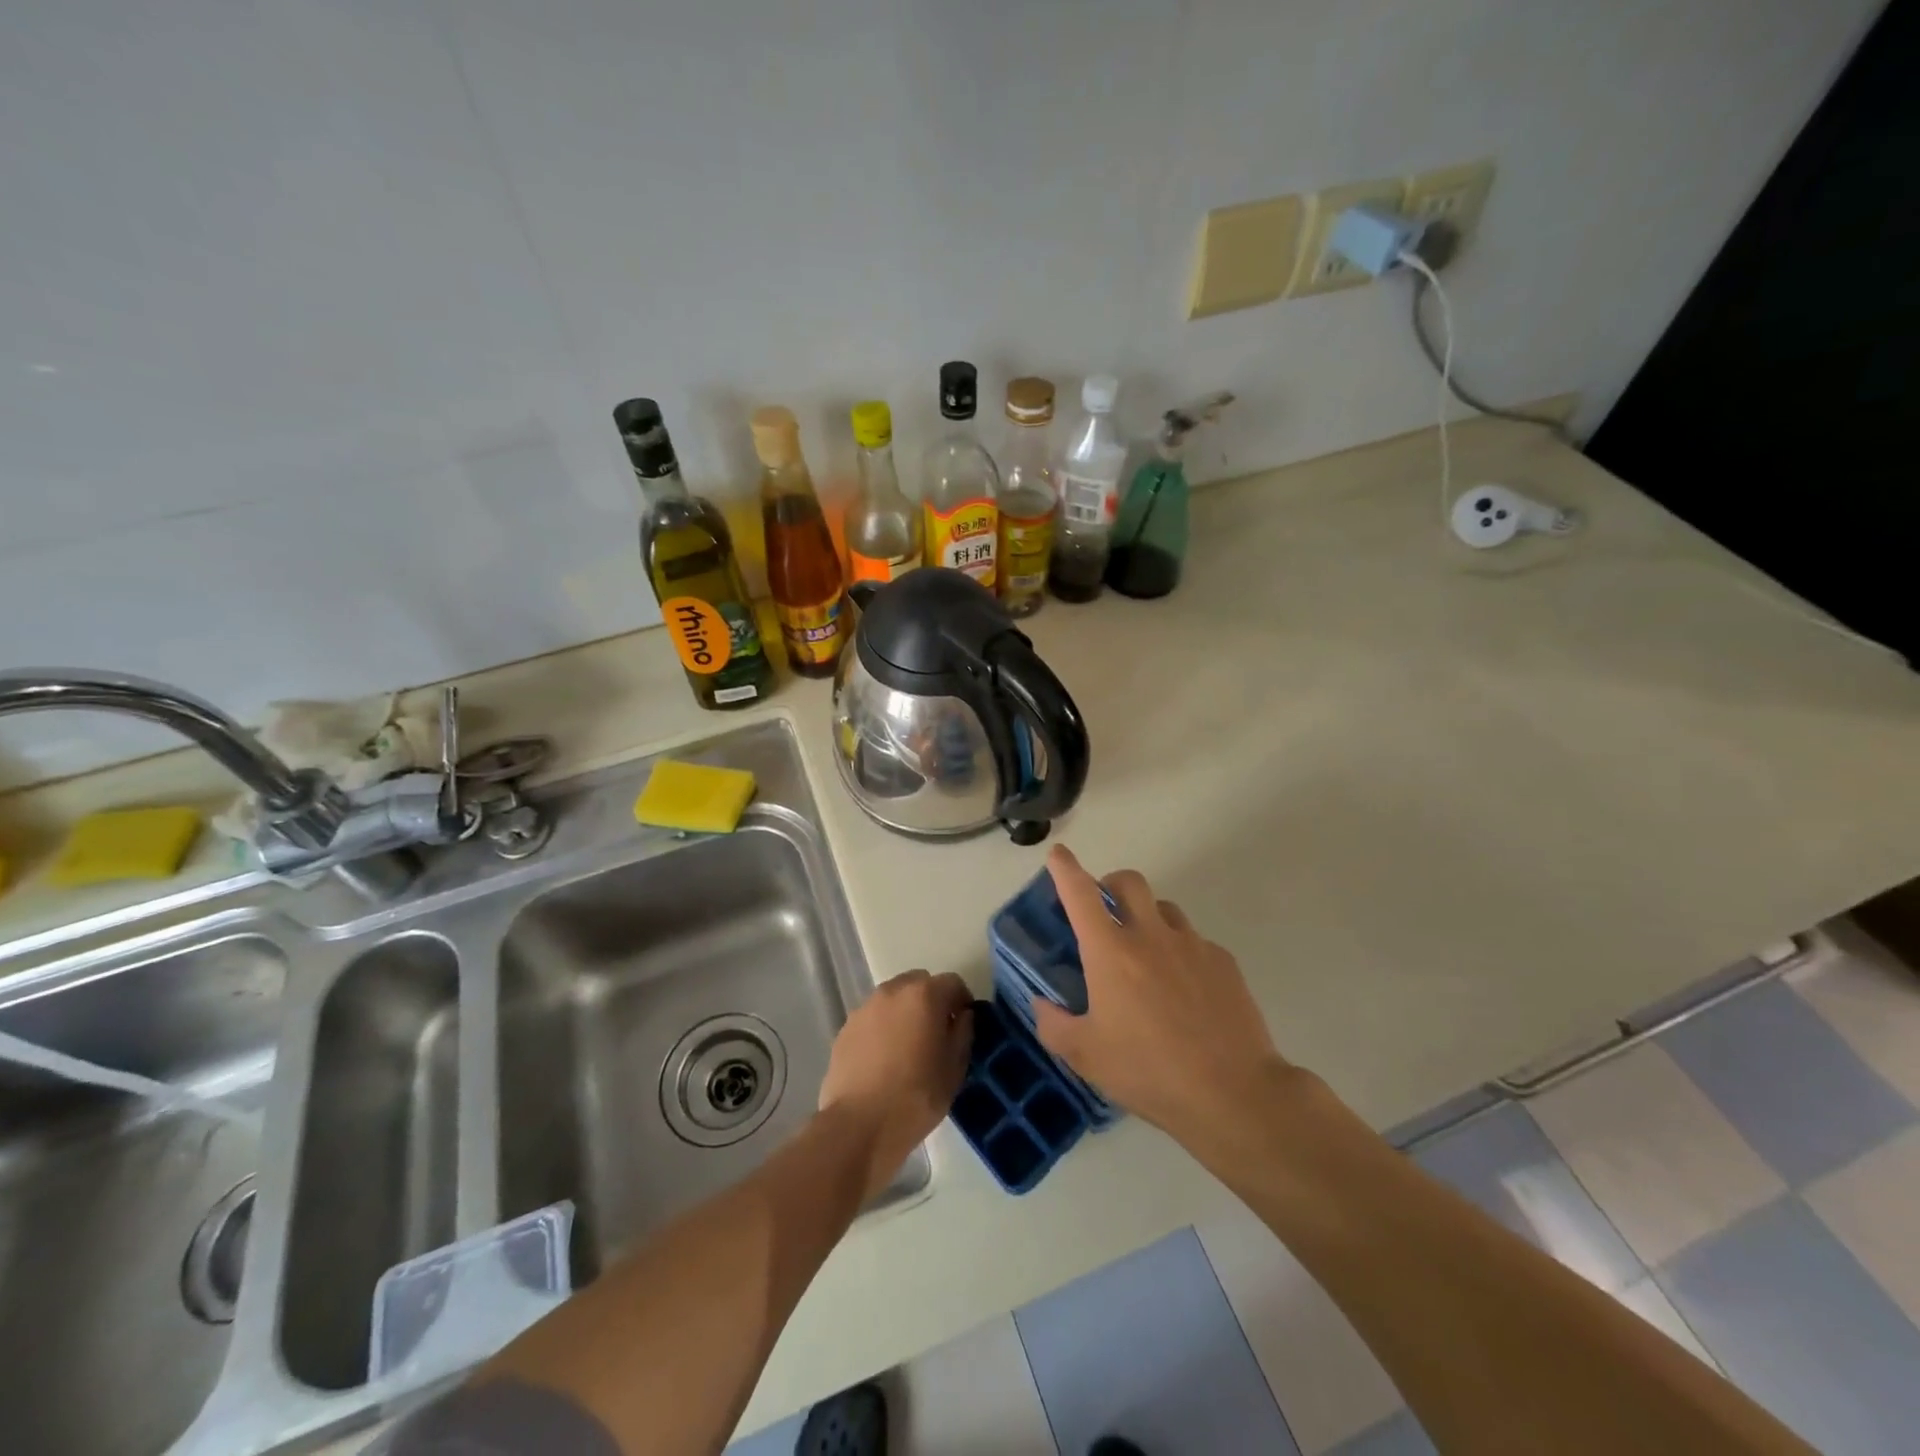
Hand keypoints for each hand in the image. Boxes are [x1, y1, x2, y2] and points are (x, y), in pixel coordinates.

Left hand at [820, 969, 973, 1199]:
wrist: (859, 1125)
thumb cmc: (916, 1097)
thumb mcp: (954, 1070)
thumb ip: (963, 1033)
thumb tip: (961, 1016)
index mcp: (924, 995)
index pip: (953, 982)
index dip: (962, 1001)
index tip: (963, 1025)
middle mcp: (892, 991)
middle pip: (919, 983)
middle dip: (931, 1001)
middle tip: (936, 1034)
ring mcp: (864, 1008)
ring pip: (893, 1000)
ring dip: (904, 1013)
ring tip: (907, 1048)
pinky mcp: (845, 1029)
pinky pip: (872, 1019)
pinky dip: (882, 1029)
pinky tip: (883, 1061)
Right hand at [1032, 845, 1290, 1143]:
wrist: (1234, 1093)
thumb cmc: (1149, 1072)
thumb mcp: (1086, 1057)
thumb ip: (1054, 1025)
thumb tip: (1041, 1004)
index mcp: (1110, 952)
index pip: (1081, 894)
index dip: (1065, 869)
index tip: (1058, 854)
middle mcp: (1150, 936)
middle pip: (1129, 882)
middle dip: (1111, 883)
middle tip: (1104, 909)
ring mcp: (1192, 945)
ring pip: (1165, 910)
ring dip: (1148, 918)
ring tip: (1145, 955)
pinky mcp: (1224, 963)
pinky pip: (1195, 942)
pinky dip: (1180, 952)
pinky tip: (1184, 991)